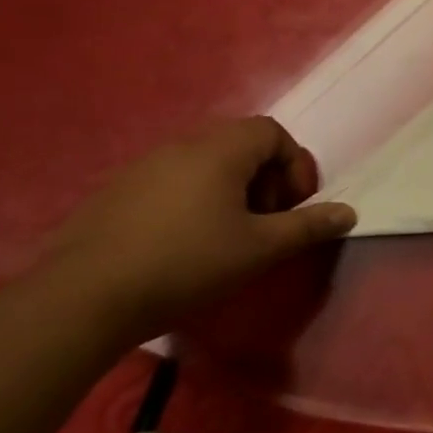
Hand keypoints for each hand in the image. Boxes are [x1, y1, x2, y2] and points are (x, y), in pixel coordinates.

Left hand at [39, 117, 356, 342]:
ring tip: (228, 235)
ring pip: (205, 163)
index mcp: (221, 149)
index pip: (273, 133)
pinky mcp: (115, 192)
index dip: (294, 166)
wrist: (83, 299)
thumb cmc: (187, 263)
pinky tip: (184, 244)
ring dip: (230, 190)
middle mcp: (183, 145)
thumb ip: (307, 226)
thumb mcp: (259, 249)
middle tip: (266, 222)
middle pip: (240, 144)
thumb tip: (349, 212)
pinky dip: (193, 200)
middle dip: (265, 179)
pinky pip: (171, 181)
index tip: (294, 207)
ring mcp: (143, 166)